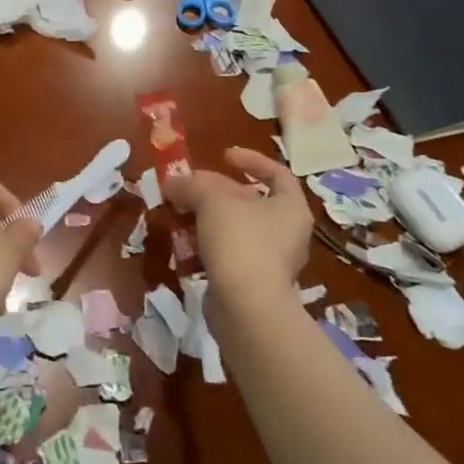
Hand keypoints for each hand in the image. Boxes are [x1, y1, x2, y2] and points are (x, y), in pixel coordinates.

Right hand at [165, 147, 311, 319]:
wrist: (247, 308)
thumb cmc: (240, 242)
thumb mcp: (213, 201)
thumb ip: (192, 185)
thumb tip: (173, 182)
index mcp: (290, 207)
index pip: (277, 173)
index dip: (251, 160)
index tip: (223, 155)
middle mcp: (287, 232)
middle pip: (250, 201)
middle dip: (216, 192)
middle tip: (188, 187)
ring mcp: (271, 261)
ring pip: (235, 229)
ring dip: (206, 219)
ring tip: (179, 213)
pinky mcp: (252, 283)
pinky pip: (228, 254)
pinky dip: (207, 246)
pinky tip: (184, 245)